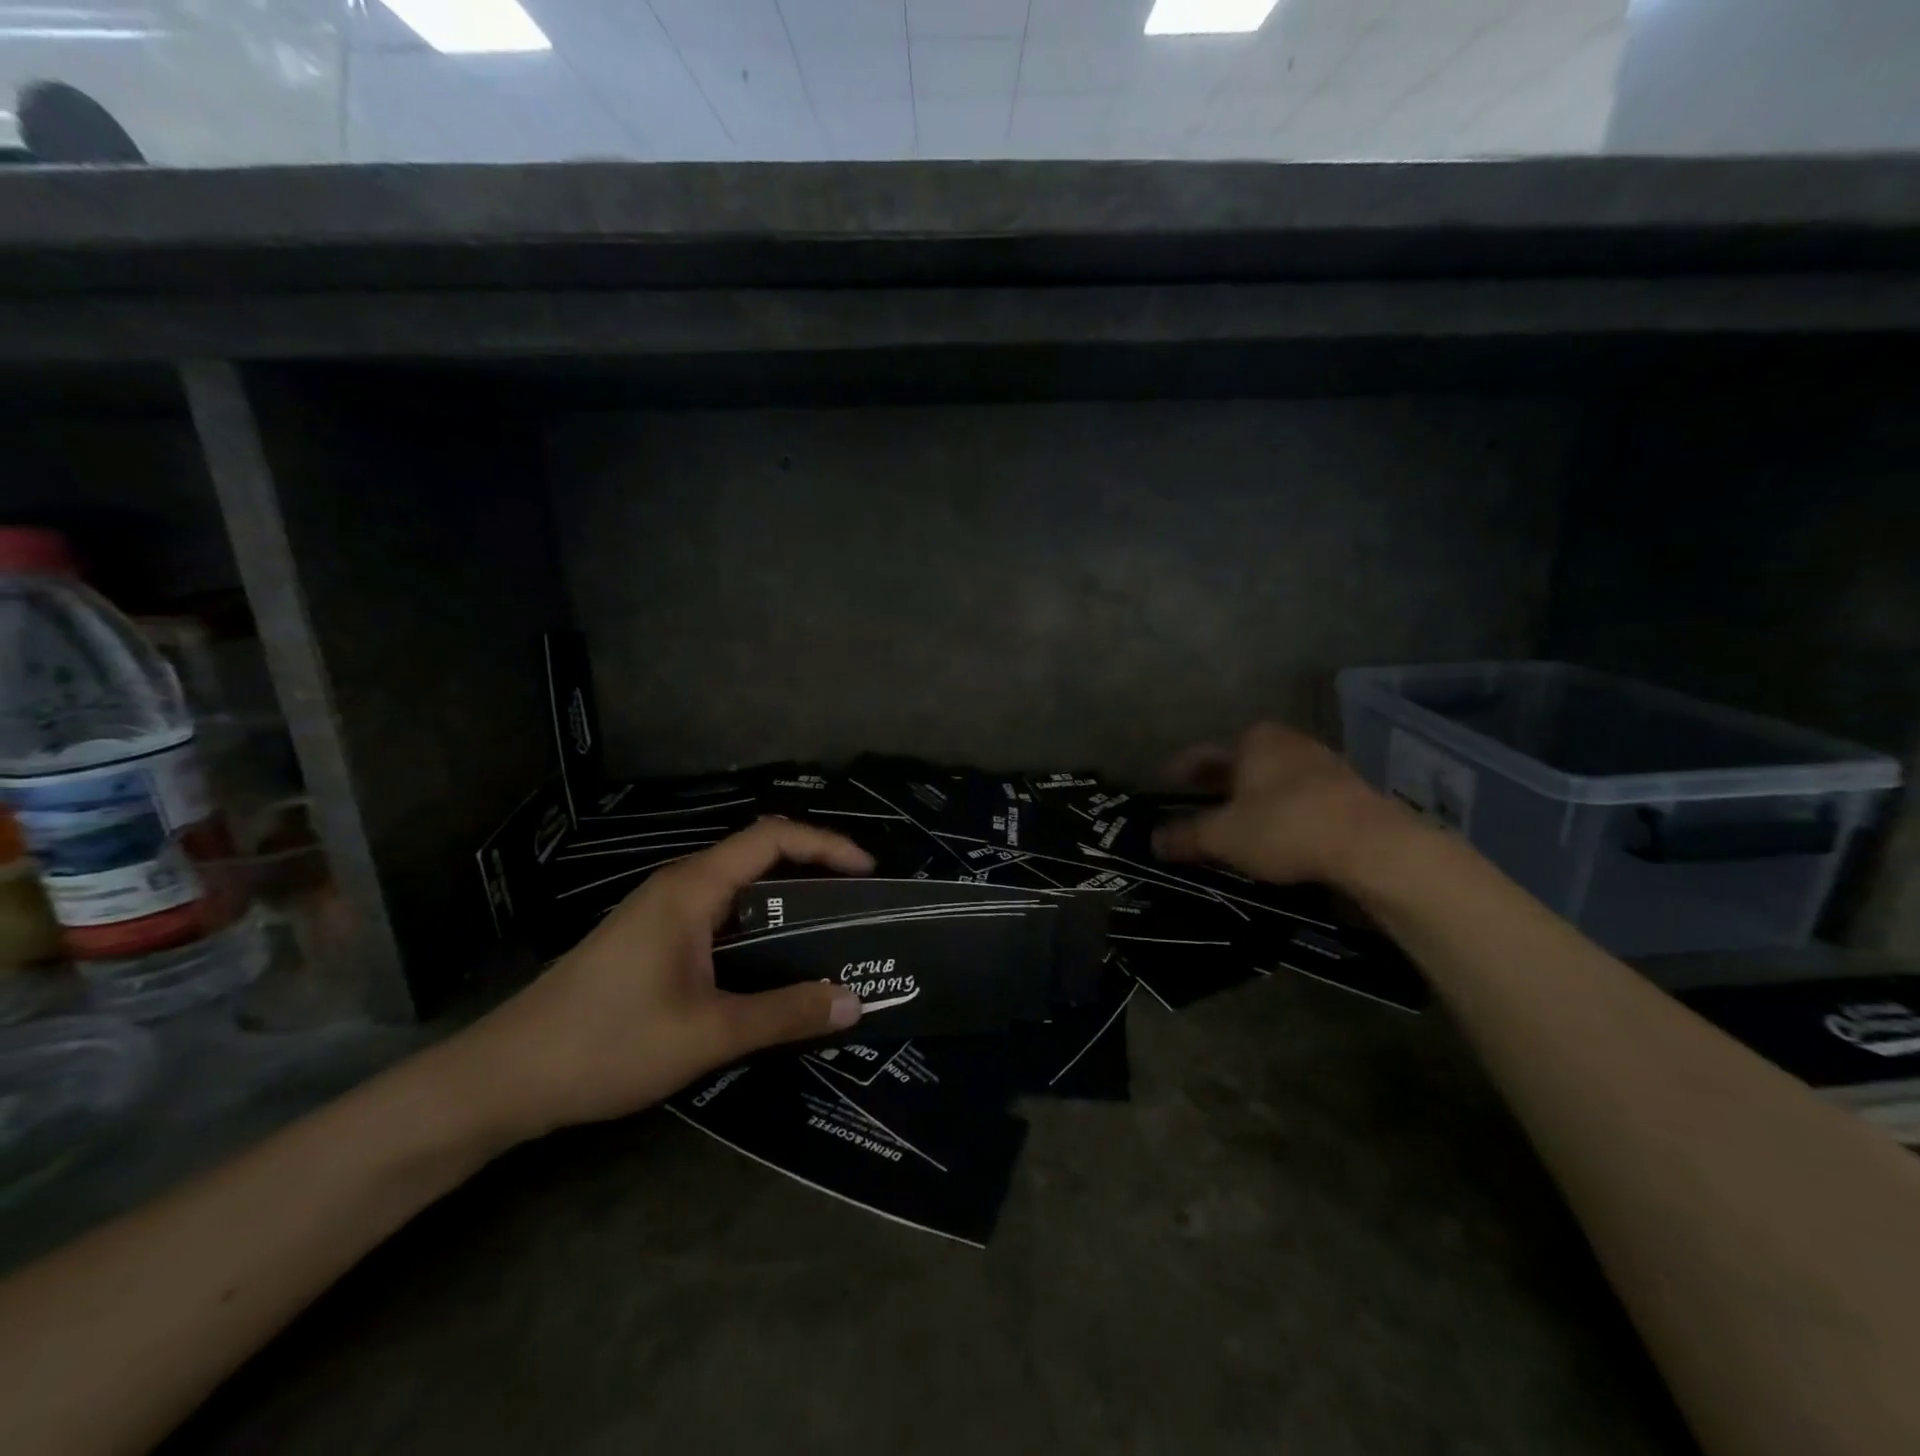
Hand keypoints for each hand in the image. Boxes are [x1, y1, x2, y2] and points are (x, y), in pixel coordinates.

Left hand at [446, 818, 872, 1143]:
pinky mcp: (651, 939)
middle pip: (759, 856)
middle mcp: (679, 886)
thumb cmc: (607, 1043)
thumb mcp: (708, 1033)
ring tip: (830, 937)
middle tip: (859, 909)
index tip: (868, 872)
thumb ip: (786, 1014)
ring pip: (739, 890)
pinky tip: (772, 966)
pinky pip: (719, 916)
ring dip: (786, 904)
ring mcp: (661, 912)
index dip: (826, 845)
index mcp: (693, 888)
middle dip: (814, 872)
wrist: (504, 1078)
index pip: (772, 837)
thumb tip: (856, 1001)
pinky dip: (758, 927)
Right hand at [1152, 723, 1414, 886]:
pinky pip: (1296, 796)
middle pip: (1237, 764)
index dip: (1178, 772)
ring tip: (1230, 823)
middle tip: (1192, 806)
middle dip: (1214, 786)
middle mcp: (1285, 741)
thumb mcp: (1223, 836)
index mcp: (1251, 740)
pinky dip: (1277, 810)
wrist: (1372, 846)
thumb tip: (1153, 841)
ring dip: (1248, 799)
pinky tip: (1272, 832)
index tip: (1164, 786)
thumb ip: (1185, 836)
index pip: (1200, 754)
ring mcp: (1320, 762)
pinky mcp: (1345, 790)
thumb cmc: (1284, 826)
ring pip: (1268, 779)